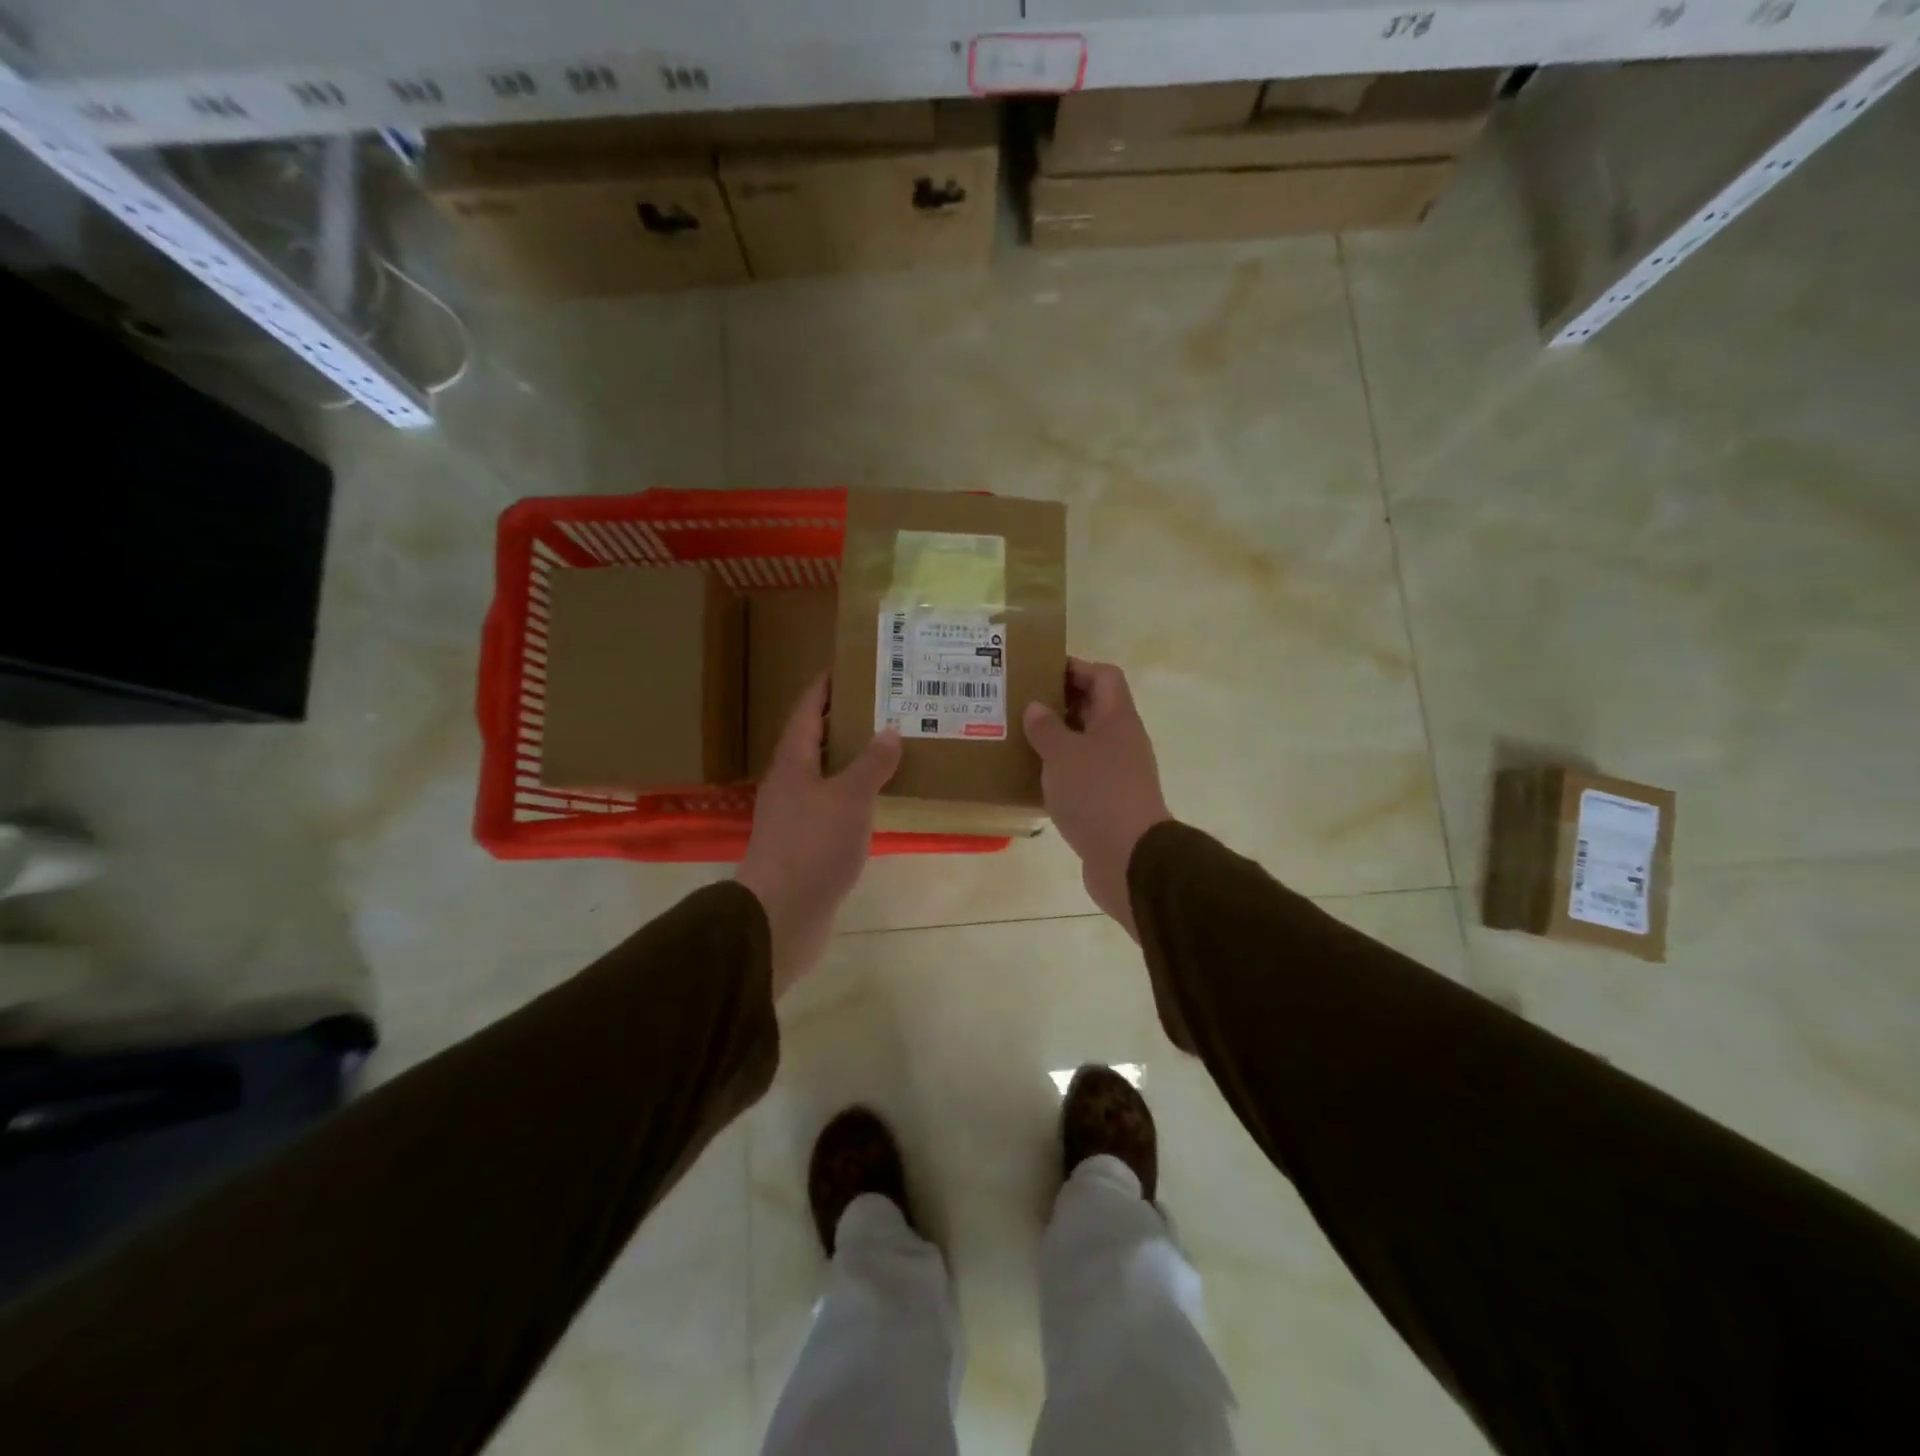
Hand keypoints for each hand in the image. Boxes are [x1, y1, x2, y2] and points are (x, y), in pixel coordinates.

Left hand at [736, 676, 901, 998]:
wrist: (782, 914)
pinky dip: (855, 795)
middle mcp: (789, 783)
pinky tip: (879, 799)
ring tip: (889, 747)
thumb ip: (872, 764)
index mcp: (792, 762)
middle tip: (884, 706)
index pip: (806, 711)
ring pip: (825, 775)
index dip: (825, 687)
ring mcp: (795, 816)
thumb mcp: (849, 798)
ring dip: (852, 760)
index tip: (851, 668)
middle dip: (845, 722)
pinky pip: (833, 806)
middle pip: (815, 741)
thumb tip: (889, 732)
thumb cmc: (813, 846)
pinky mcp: (805, 844)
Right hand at [1023, 658, 1170, 940]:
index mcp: (1117, 719)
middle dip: (1059, 703)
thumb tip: (1037, 707)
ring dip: (1058, 739)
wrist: (1129, 858)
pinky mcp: (1110, 802)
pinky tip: (1033, 779)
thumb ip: (1046, 728)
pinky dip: (1061, 771)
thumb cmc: (1096, 794)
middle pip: (1094, 708)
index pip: (1103, 676)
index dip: (1075, 668)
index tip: (1040, 672)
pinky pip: (1083, 775)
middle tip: (1021, 705)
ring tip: (1020, 739)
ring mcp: (1119, 773)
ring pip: (1086, 743)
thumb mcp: (1062, 755)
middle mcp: (1122, 741)